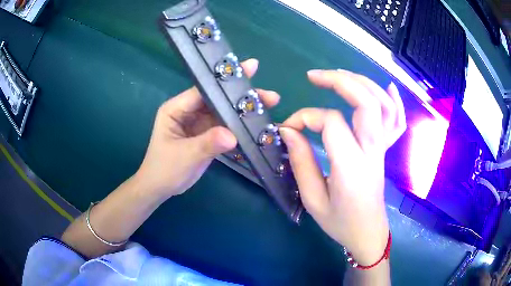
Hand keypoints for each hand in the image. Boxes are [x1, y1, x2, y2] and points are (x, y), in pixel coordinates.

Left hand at [134, 59, 279, 198]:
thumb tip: (233, 136)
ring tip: (270, 104)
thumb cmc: (164, 169)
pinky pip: (225, 126)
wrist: (160, 188)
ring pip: (224, 112)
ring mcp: (198, 123)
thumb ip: (207, 143)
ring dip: (243, 110)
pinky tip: (257, 123)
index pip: (203, 90)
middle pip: (217, 99)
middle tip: (268, 94)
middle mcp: (188, 111)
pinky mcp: (206, 134)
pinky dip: (239, 125)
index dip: (225, 81)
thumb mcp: (184, 156)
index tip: (249, 70)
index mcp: (176, 108)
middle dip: (241, 95)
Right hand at [279, 70, 405, 264]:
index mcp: (352, 167)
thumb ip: (300, 163)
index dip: (306, 118)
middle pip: (366, 102)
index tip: (288, 128)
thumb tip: (289, 131)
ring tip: (340, 75)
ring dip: (363, 83)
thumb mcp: (313, 200)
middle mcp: (372, 151)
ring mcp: (383, 149)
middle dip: (340, 81)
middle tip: (314, 76)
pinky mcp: (386, 150)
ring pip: (383, 105)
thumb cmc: (340, 222)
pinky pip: (397, 121)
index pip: (331, 123)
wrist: (367, 232)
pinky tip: (388, 86)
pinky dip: (395, 100)